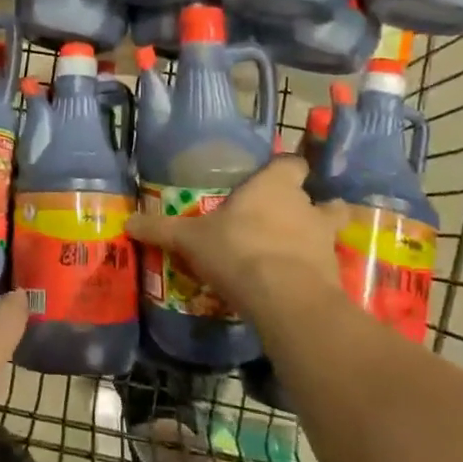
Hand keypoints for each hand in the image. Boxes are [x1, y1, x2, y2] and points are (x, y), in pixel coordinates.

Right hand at [127, 157, 349, 322]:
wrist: (285, 298)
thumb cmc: (237, 250)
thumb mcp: (190, 240)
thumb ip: (162, 229)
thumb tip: (127, 222)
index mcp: (275, 186)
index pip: (291, 163)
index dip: (284, 169)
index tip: (273, 179)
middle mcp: (306, 206)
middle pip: (319, 198)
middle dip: (307, 207)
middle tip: (284, 220)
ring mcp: (325, 240)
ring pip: (329, 231)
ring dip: (316, 239)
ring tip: (295, 253)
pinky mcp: (335, 274)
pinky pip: (326, 266)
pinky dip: (315, 272)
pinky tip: (296, 284)